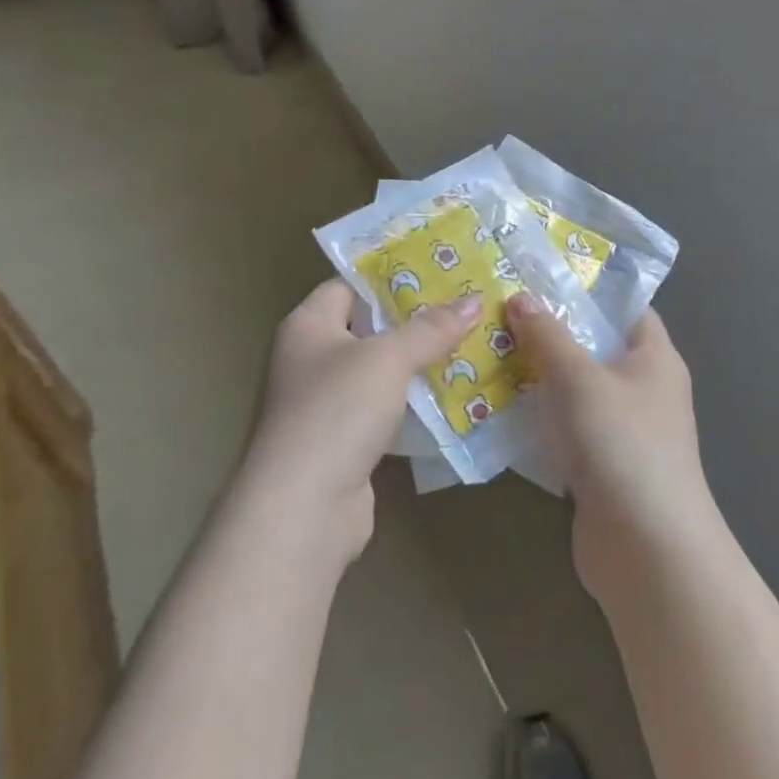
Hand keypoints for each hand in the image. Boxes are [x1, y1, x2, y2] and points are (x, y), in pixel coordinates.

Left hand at [239, 279, 480, 564]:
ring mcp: (327, 403)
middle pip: (369, 327)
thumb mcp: (388, 358)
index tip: (438, 269)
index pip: (349, 284)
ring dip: (419, 362)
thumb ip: (431, 328)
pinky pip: (385, 408)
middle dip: (415, 319)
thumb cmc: (337, 411)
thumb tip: (474, 300)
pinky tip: (453, 393)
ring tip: (470, 342)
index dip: (390, 275)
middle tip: (464, 304)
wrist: (304, 509)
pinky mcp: (345, 441)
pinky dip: (414, 402)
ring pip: (380, 371)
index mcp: (309, 325)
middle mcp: (312, 358)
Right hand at [507, 295, 716, 601]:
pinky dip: (537, 416)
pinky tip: (495, 405)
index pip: (624, 306)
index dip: (586, 288)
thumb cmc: (623, 445)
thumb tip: (520, 297)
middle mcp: (642, 388)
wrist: (647, 551)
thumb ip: (548, 336)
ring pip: (574, 388)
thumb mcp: (581, 379)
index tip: (538, 274)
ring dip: (536, 375)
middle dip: (549, 330)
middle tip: (498, 309)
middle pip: (592, 346)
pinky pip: (564, 427)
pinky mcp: (599, 464)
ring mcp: (621, 429)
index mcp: (654, 357)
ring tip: (486, 348)